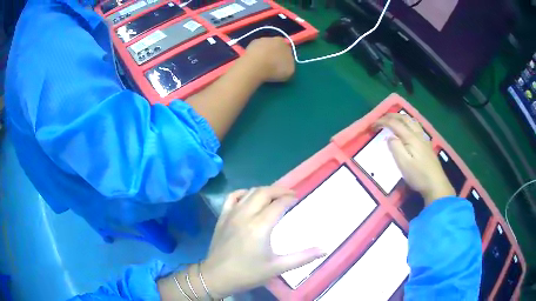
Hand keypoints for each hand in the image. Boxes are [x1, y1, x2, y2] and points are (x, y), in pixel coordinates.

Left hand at [200, 187, 324, 297]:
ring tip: (275, 196)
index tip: (298, 199)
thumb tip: (324, 250)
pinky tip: (250, 197)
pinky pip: (233, 196)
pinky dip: (244, 192)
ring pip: (250, 192)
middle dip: (280, 190)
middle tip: (291, 195)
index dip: (290, 199)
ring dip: (265, 190)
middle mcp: (246, 214)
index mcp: (260, 226)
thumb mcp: (277, 267)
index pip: (278, 204)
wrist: (217, 276)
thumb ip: (302, 258)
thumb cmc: (248, 273)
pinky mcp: (222, 216)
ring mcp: (232, 213)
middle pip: (265, 192)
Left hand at [243, 37, 294, 82]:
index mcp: (283, 42)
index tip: (282, 66)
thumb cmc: (275, 68)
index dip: (284, 58)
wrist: (255, 66)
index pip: (286, 50)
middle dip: (274, 55)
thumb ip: (289, 64)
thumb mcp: (290, 70)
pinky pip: (254, 51)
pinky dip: (255, 56)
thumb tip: (285, 64)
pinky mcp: (248, 45)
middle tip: (272, 66)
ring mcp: (259, 40)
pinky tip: (254, 64)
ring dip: (263, 55)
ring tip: (262, 66)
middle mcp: (272, 38)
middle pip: (274, 47)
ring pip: (264, 48)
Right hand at [375, 113, 454, 204]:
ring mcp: (424, 138)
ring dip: (400, 117)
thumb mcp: (403, 164)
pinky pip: (415, 126)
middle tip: (380, 120)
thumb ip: (395, 147)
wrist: (436, 184)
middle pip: (404, 118)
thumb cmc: (418, 175)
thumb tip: (389, 137)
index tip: (372, 126)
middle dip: (390, 116)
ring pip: (411, 120)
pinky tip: (407, 129)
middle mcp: (418, 134)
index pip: (394, 123)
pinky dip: (407, 122)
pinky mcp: (426, 144)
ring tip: (392, 120)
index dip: (382, 121)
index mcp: (411, 137)